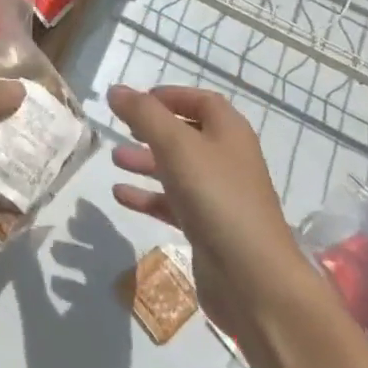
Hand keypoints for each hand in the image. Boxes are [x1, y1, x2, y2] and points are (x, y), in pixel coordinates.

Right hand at [106, 85, 301, 336]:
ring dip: (146, 161)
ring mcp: (219, 196)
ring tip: (115, 159)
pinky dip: (148, 196)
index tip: (137, 100)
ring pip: (177, 169)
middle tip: (121, 128)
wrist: (252, 278)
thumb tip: (116, 90)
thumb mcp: (175, 146)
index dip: (170, 96)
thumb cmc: (216, 197)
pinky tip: (121, 195)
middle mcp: (227, 160)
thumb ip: (143, 114)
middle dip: (152, 129)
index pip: (201, 101)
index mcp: (229, 132)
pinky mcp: (208, 228)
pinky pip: (173, 203)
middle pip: (187, 134)